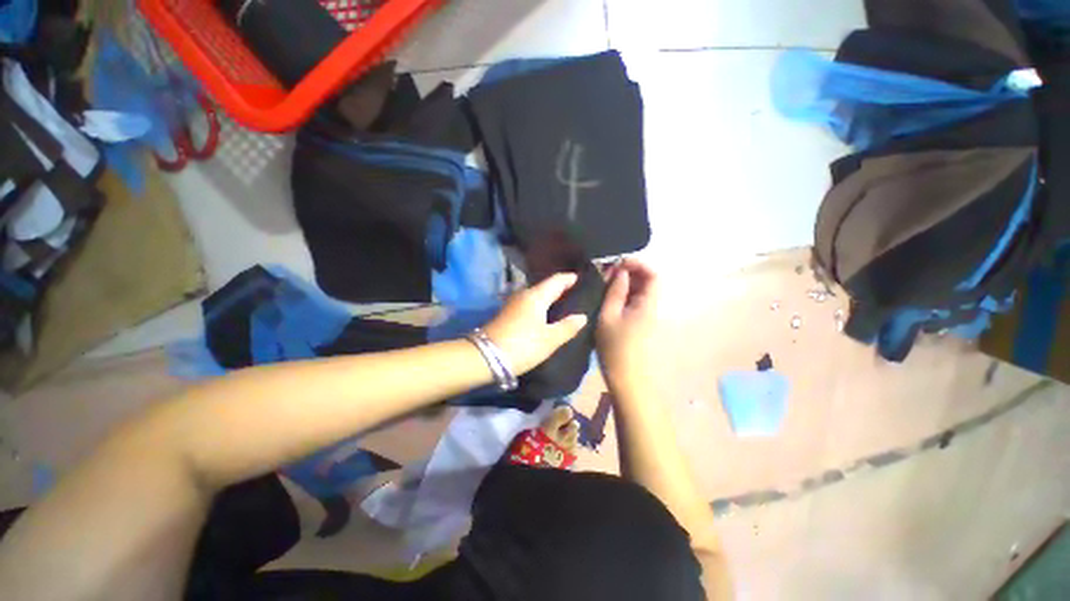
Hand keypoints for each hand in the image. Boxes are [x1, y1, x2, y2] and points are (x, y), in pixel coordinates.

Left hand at [484, 273, 588, 374]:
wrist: (485, 357)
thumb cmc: (522, 345)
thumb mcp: (549, 339)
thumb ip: (567, 327)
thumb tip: (582, 316)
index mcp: (536, 296)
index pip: (557, 280)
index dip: (570, 278)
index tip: (582, 278)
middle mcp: (524, 294)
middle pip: (546, 286)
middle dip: (561, 288)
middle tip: (578, 293)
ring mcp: (514, 303)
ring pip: (537, 295)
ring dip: (551, 297)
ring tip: (565, 304)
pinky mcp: (508, 314)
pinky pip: (530, 303)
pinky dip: (542, 305)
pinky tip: (547, 314)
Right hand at [596, 259, 660, 394]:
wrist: (628, 381)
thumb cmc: (616, 349)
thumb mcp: (608, 317)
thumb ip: (615, 292)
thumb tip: (619, 271)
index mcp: (648, 304)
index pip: (653, 275)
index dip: (638, 264)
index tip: (616, 263)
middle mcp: (652, 307)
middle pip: (647, 282)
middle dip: (629, 273)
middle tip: (606, 274)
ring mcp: (647, 316)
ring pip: (640, 292)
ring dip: (625, 284)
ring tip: (604, 284)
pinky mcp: (641, 324)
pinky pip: (635, 302)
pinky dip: (624, 296)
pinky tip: (609, 299)